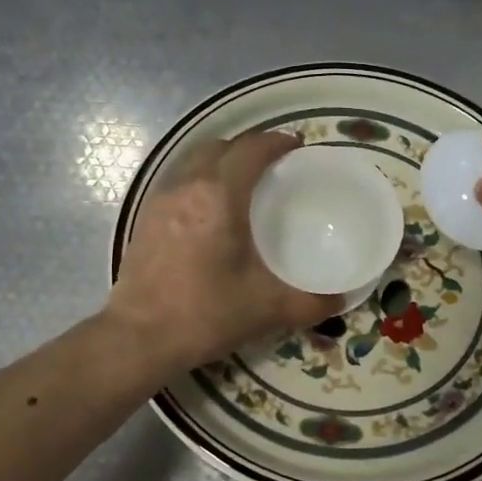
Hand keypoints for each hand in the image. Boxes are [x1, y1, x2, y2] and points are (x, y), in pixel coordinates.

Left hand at [108, 130, 339, 372]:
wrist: (140, 338)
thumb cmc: (207, 313)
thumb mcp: (268, 308)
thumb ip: (311, 302)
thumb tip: (340, 299)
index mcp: (219, 195)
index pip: (251, 149)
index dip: (277, 142)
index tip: (297, 148)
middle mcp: (186, 186)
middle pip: (219, 146)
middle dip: (248, 147)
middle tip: (273, 166)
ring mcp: (160, 201)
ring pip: (193, 162)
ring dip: (220, 162)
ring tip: (243, 184)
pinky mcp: (144, 220)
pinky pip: (178, 182)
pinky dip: (200, 182)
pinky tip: (211, 212)